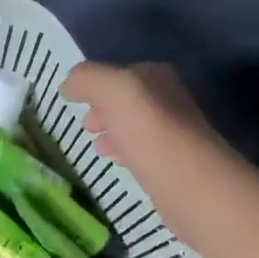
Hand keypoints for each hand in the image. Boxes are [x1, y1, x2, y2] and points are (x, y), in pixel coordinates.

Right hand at [62, 62, 230, 241]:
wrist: (189, 184)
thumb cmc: (148, 130)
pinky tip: (116, 162)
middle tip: (85, 125)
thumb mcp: (112, 90)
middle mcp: (169, 100)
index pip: (122, 73)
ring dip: (114, 133)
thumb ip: (87, 79)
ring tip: (95, 146)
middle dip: (104, 110)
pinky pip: (143, 153)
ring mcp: (174, 134)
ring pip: (135, 127)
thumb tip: (69, 84)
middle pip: (129, 101)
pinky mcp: (174, 166)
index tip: (74, 100)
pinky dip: (126, 153)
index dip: (96, 85)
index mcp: (157, 77)